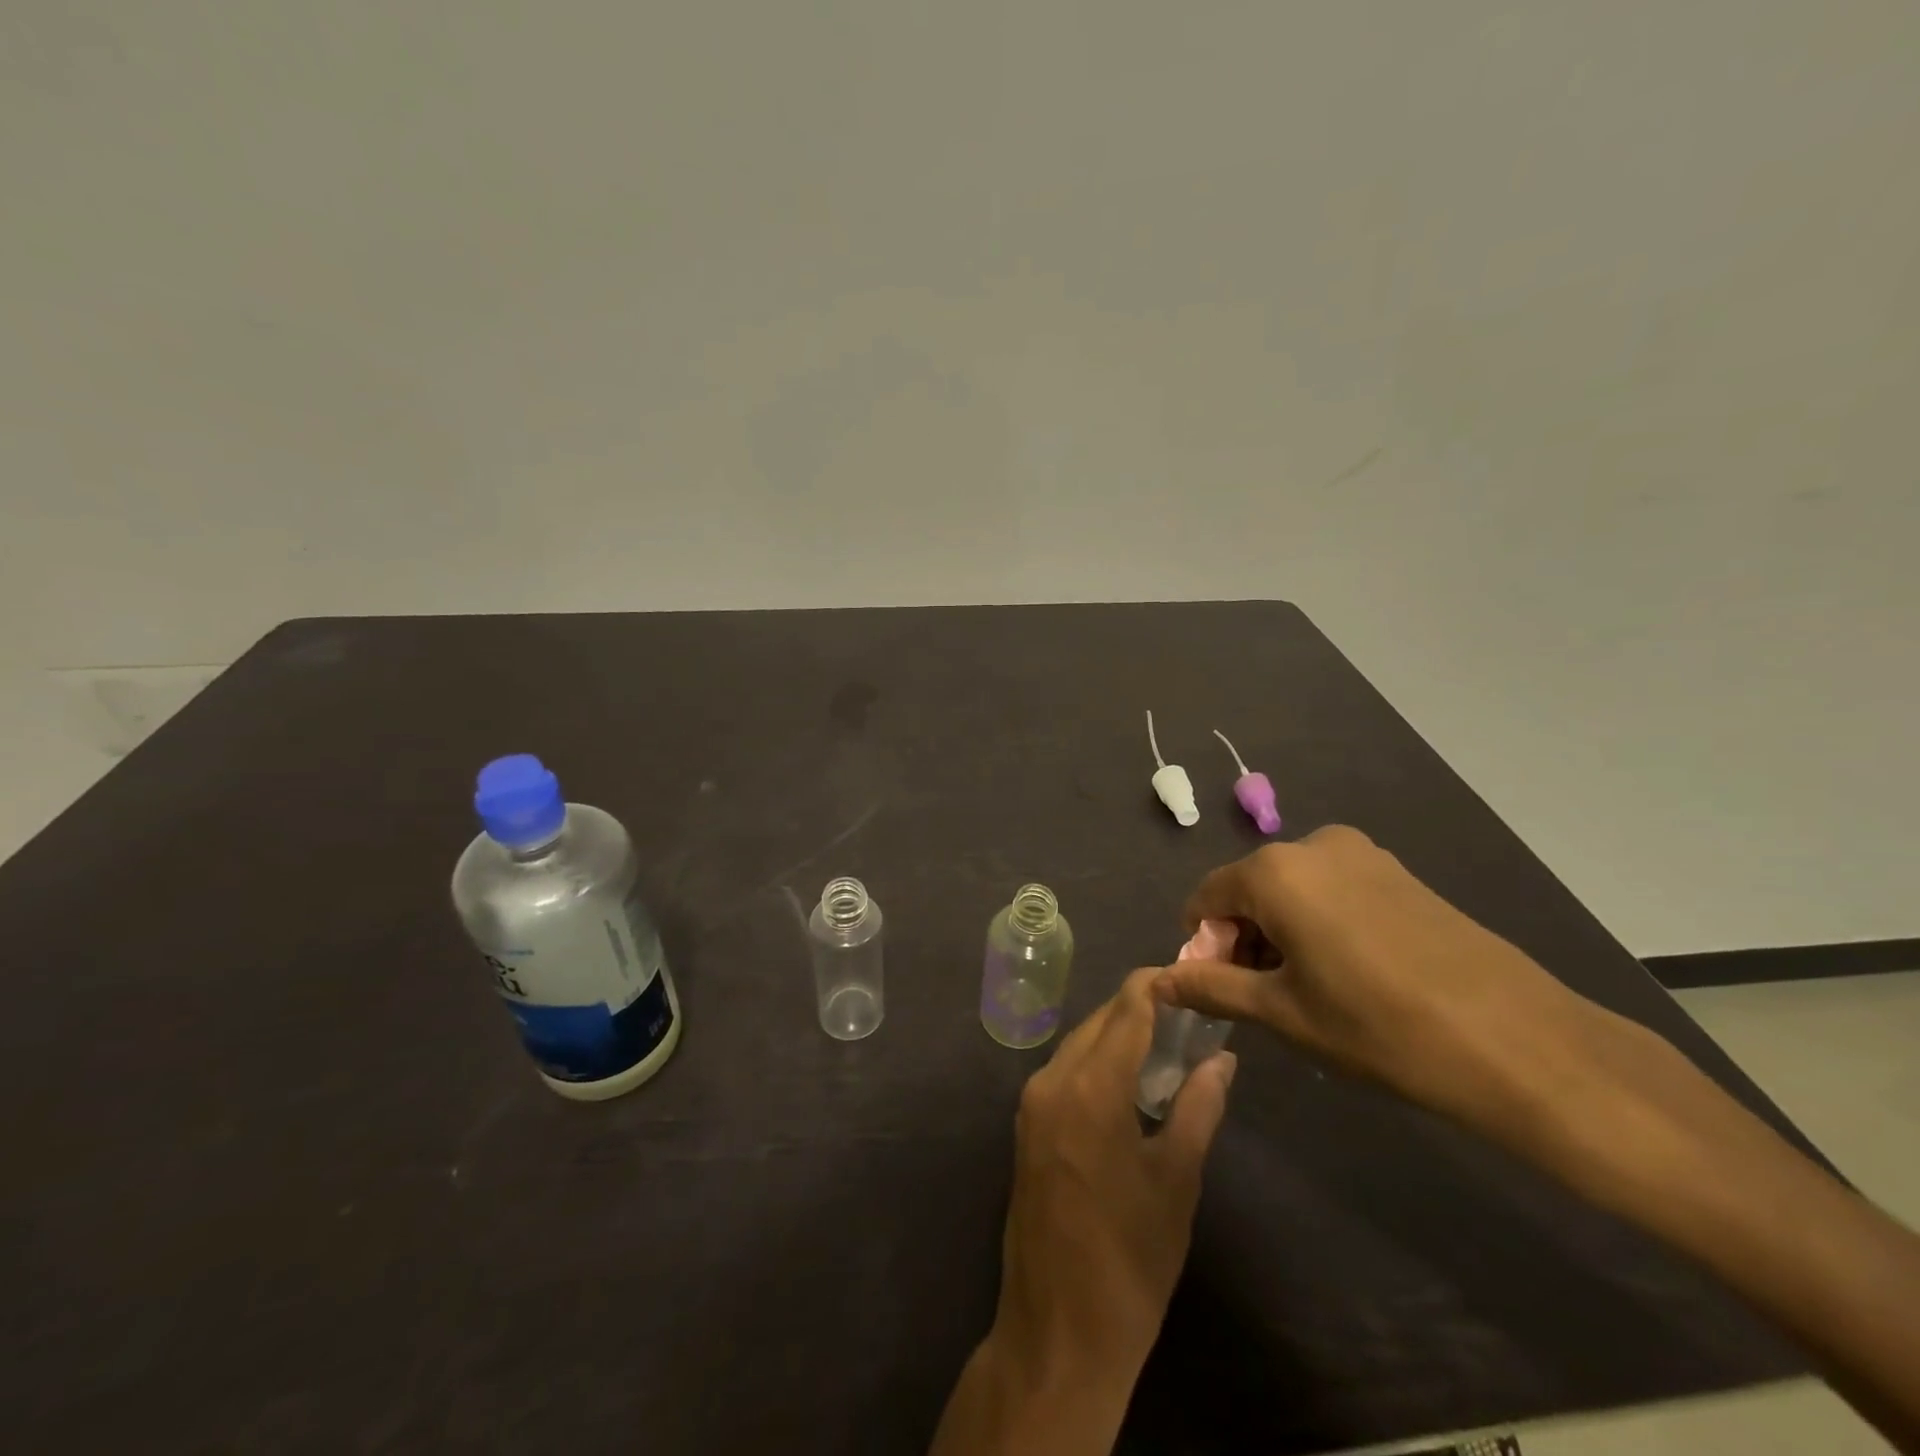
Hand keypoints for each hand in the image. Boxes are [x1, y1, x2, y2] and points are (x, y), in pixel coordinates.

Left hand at [997, 967, 1235, 1377]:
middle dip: (1139, 1009)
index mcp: (1089, 1087)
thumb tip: (1222, 1059)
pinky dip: (1097, 1062)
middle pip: (1099, 1023)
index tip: (1190, 974)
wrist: (1058, 1333)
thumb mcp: (1176, 1181)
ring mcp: (1031, 1104)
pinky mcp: (1026, 1127)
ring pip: (1079, 1045)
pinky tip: (1129, 1078)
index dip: (1155, 985)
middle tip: (1188, 1011)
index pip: (1125, 1011)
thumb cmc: (1130, 1260)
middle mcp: (1051, 1080)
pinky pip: (1065, 1073)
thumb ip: (1199, 1108)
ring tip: (1167, 1041)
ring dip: (1117, 1035)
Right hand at [1156, 825, 1616, 1132]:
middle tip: (1266, 998)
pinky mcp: (1399, 872)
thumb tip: (1158, 981)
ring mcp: (1362, 854)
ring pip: (1292, 889)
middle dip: (1243, 938)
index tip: (1222, 991)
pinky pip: (1332, 889)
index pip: (1206, 898)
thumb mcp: (1284, 1013)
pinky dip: (1320, 923)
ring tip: (1312, 991)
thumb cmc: (1381, 1028)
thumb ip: (1212, 987)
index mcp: (1275, 871)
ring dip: (1282, 932)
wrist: (1520, 1042)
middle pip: (1249, 889)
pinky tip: (1351, 973)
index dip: (1203, 946)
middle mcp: (1313, 845)